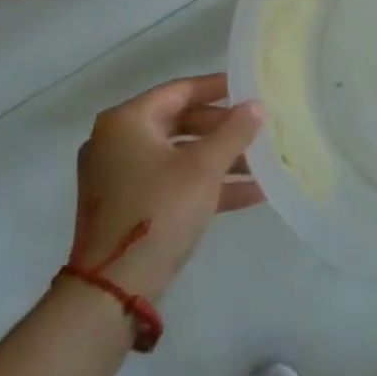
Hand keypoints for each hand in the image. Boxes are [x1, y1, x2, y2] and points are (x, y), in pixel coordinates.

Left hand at [70, 74, 265, 301]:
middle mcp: (117, 142)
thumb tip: (256, 106)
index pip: (179, 91)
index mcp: (126, 122)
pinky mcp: (127, 206)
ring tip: (263, 164)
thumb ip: (233, 132)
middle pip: (179, 123)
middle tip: (258, 129)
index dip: (216, 87)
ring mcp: (119, 176)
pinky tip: (250, 194)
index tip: (248, 88)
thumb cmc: (158, 210)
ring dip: (220, 160)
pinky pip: (172, 183)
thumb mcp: (204, 168)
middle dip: (223, 130)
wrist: (113, 288)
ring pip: (179, 156)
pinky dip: (205, 185)